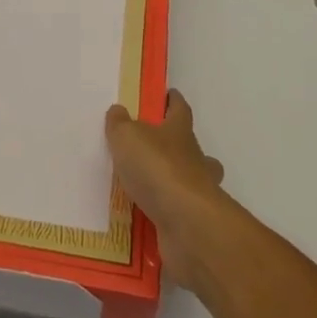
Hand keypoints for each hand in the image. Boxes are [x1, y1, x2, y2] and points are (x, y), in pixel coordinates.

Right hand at [105, 89, 228, 289]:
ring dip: (175, 182)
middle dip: (178, 146)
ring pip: (191, 182)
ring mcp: (198, 193)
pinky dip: (166, 213)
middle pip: (192, 147)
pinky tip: (146, 217)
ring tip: (148, 188)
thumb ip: (120, 124)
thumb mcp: (127, 137)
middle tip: (156, 149)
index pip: (179, 109)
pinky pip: (178, 213)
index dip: (173, 100)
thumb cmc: (158, 169)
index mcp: (180, 133)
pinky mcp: (193, 222)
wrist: (187, 223)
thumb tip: (118, 110)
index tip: (168, 94)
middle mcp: (195, 160)